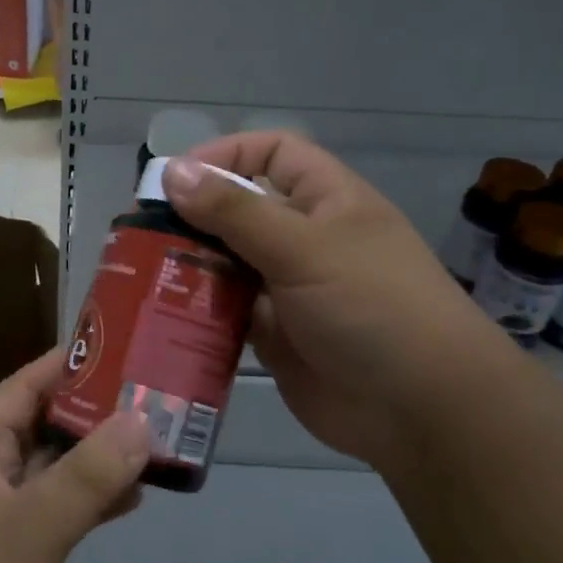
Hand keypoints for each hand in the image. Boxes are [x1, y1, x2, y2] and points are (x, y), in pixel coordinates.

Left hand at [0, 352, 150, 562]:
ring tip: (163, 439)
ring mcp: (1, 519)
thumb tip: (142, 420)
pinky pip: (62, 515)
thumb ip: (87, 474)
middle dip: (98, 412)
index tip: (127, 346)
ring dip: (102, 458)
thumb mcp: (28, 528)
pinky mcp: (18, 562)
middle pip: (46, 425)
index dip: (72, 364)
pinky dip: (96, 501)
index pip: (25, 385)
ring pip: (58, 471)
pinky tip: (137, 495)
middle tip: (162, 394)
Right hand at [162, 132, 499, 465]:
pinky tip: (164, 313)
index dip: (227, 154)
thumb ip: (236, 211)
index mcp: (327, 201)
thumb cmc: (372, 307)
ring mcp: (288, 288)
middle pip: (240, 210)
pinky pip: (226, 311)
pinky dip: (199, 310)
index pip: (273, 153)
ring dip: (191, 264)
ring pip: (228, 262)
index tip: (176, 178)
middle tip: (142, 232)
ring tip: (142, 272)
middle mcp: (305, 238)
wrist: (420, 409)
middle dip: (195, 216)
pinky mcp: (274, 334)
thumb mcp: (304, 248)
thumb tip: (173, 171)